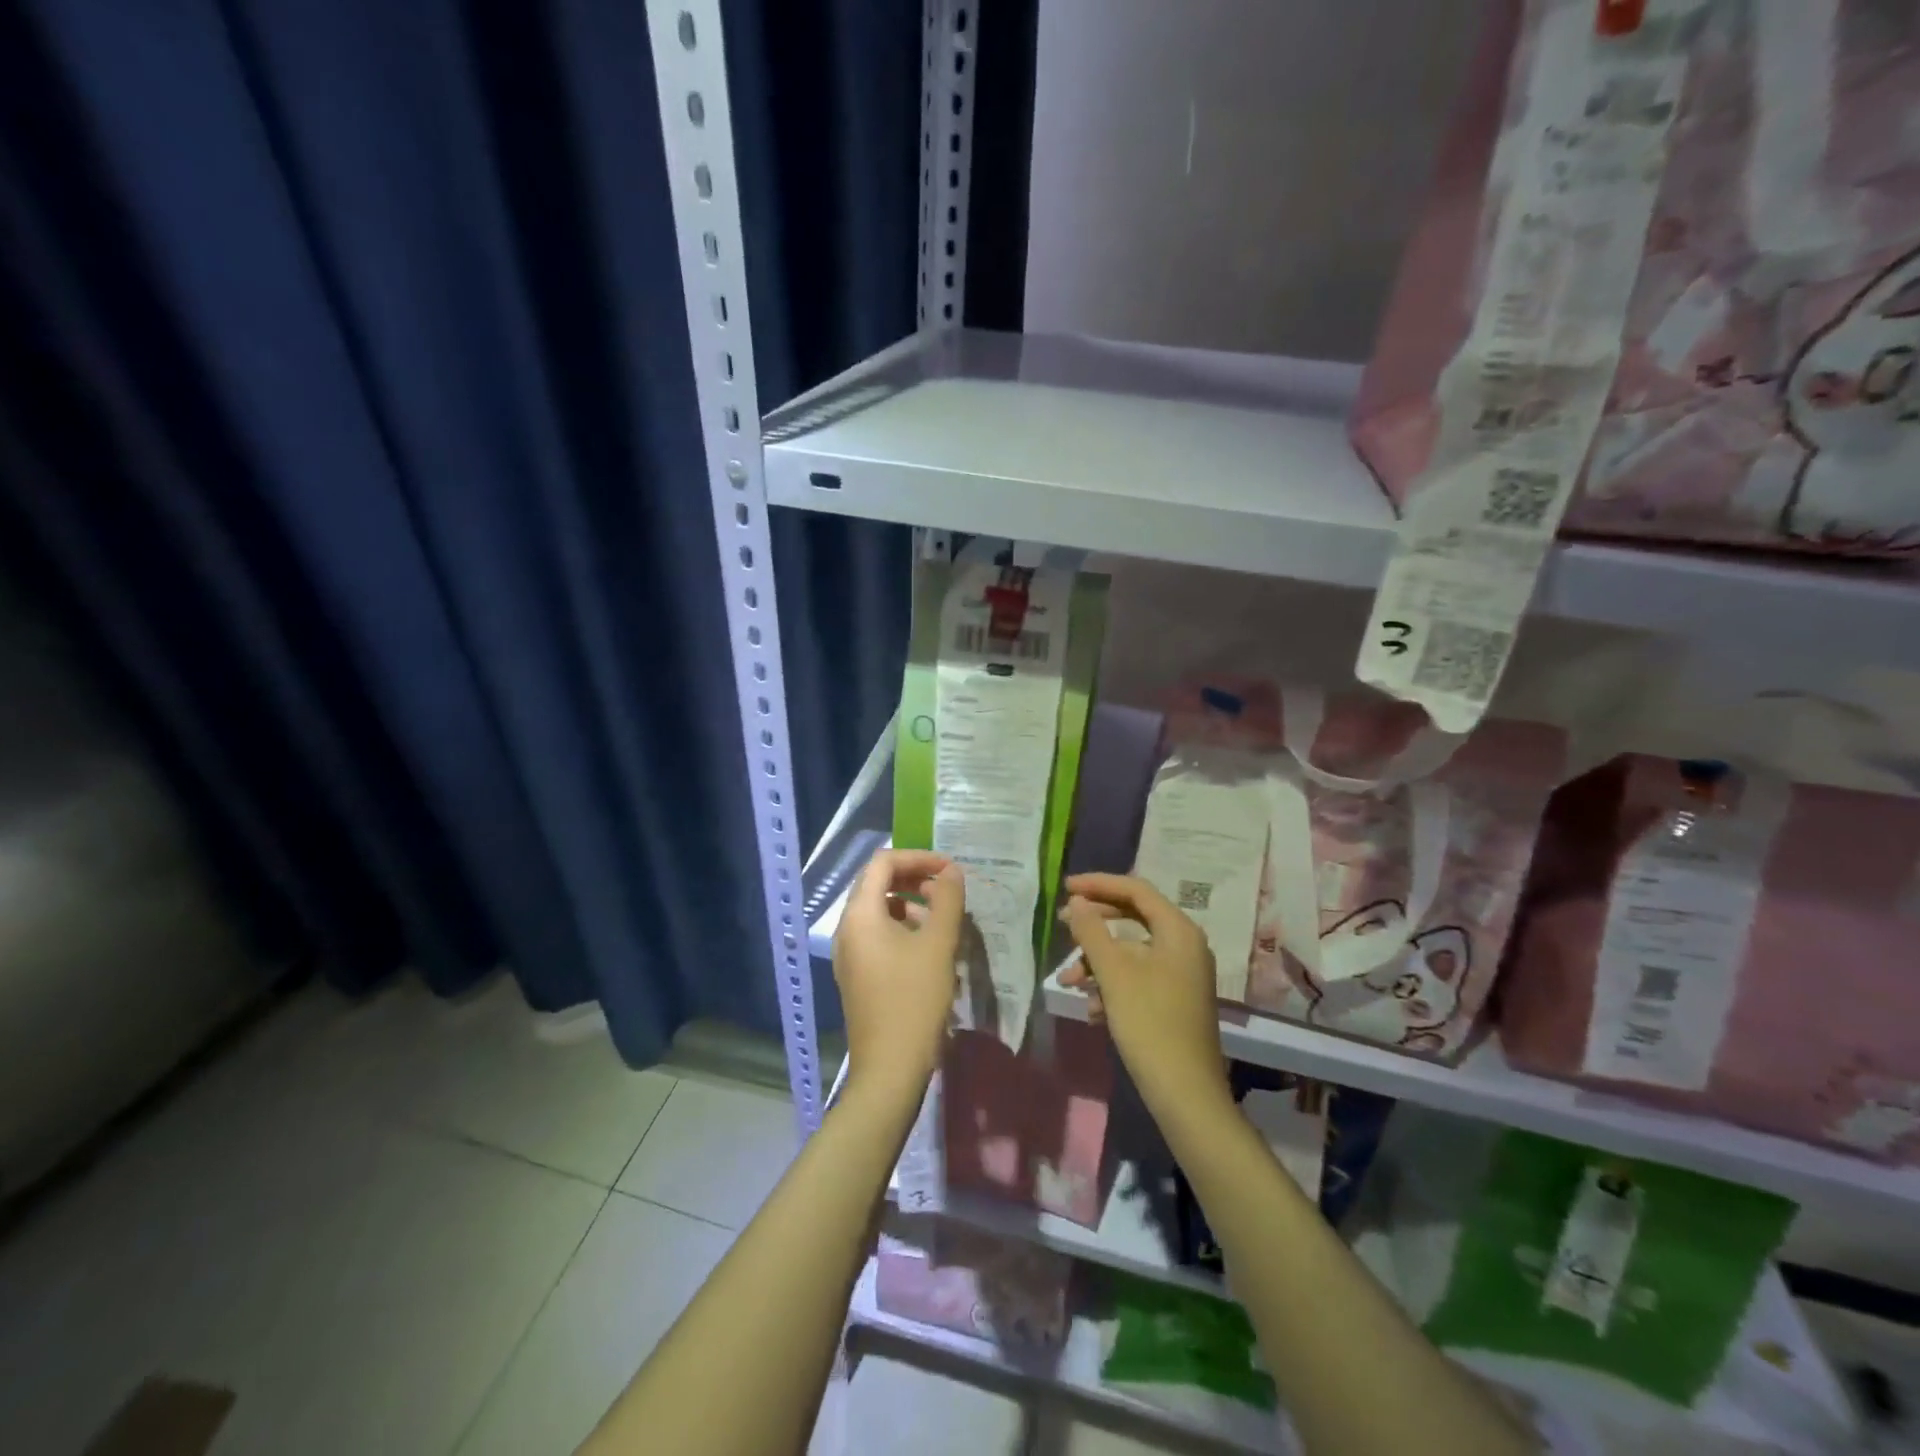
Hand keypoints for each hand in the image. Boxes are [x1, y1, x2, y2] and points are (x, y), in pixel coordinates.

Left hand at [833, 849, 964, 1104]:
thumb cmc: (914, 1000)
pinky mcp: (857, 974)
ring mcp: (849, 954)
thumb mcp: (938, 945)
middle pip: (878, 884)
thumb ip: (947, 900)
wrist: (889, 1069)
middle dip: (915, 879)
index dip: (918, 857)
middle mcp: (847, 928)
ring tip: (944, 920)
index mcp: (860, 914)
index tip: (950, 869)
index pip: (883, 862)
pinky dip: (903, 929)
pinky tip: (930, 949)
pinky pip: (878, 935)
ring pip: (880, 911)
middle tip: (948, 890)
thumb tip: (951, 871)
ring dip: (912, 905)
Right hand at [1059, 873, 1231, 1115]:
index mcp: (1178, 931)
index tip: (1065, 887)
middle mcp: (1185, 946)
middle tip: (1063, 924)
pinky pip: (1138, 977)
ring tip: (1069, 982)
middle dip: (1095, 924)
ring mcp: (1182, 975)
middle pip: (1134, 918)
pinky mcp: (1175, 1000)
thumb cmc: (1150, 1023)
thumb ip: (1092, 931)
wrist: (1185, 1094)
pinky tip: (1093, 1010)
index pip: (1136, 890)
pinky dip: (1112, 985)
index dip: (1099, 884)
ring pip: (1132, 952)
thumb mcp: (1113, 974)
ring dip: (1098, 962)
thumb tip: (1077, 902)